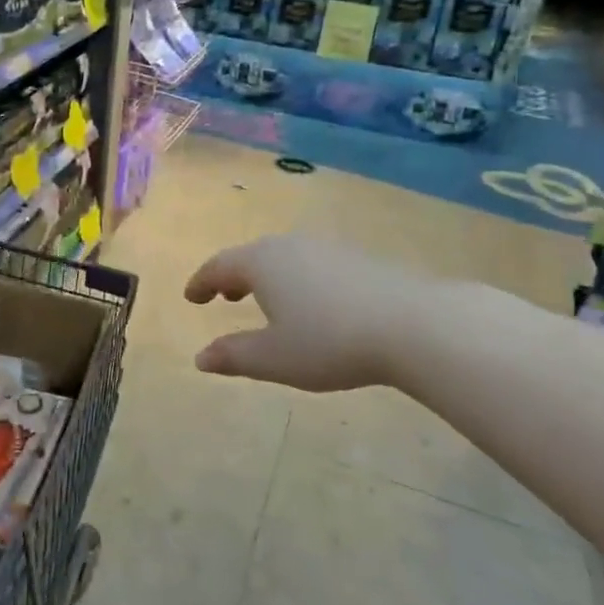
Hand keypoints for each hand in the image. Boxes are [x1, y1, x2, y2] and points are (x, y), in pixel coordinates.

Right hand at [185, 236, 429, 391]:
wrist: (412, 325)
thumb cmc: (329, 342)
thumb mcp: (274, 358)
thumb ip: (233, 355)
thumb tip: (200, 357)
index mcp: (261, 263)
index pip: (219, 266)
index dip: (201, 282)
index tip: (191, 297)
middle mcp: (289, 246)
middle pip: (251, 256)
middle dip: (233, 276)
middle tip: (224, 296)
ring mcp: (326, 248)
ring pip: (283, 257)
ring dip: (266, 277)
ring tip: (266, 300)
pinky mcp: (358, 259)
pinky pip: (311, 264)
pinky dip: (296, 279)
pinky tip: (312, 303)